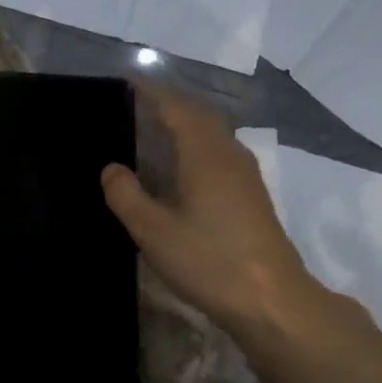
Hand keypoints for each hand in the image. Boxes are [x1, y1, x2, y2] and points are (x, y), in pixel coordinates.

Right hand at [101, 84, 339, 346]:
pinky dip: (198, 147)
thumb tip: (111, 168)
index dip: (153, 93)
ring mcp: (246, 176)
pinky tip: (184, 169)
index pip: (177, 108)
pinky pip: (221, 155)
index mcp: (205, 154)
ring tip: (157, 131)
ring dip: (187, 126)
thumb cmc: (208, 260)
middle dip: (171, 105)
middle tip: (139, 105)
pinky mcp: (253, 197)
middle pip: (201, 116)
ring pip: (214, 135)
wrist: (270, 299)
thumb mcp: (153, 231)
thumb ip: (126, 196)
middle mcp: (230, 154)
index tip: (129, 83)